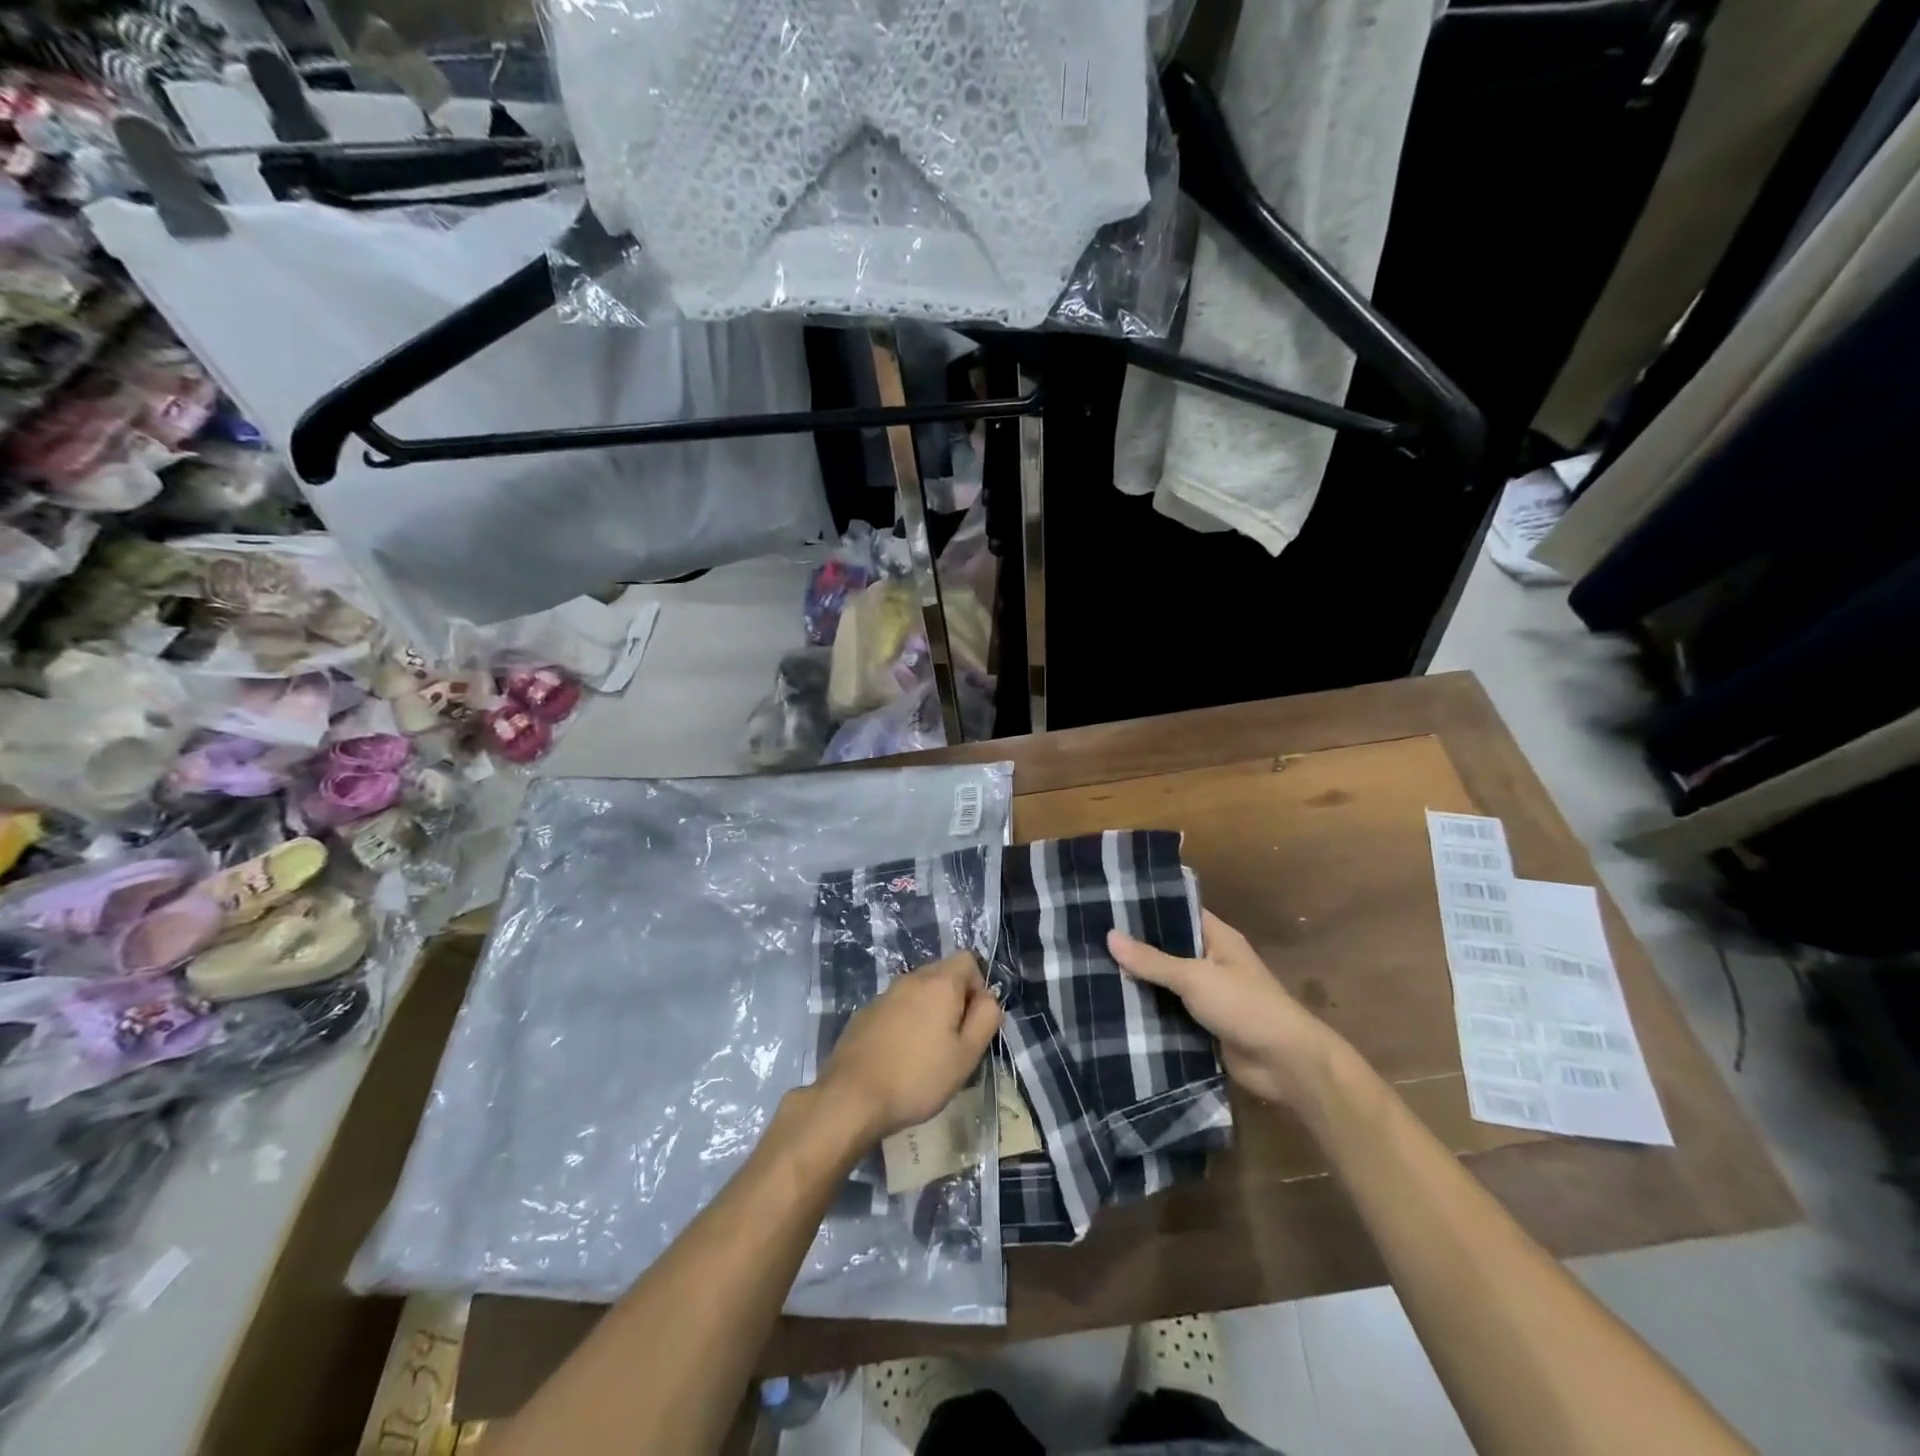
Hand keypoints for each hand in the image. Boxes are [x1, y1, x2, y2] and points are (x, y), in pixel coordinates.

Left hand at [817, 951, 1002, 1140]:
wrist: (852, 1096)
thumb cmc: (918, 1077)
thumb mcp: (966, 1055)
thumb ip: (986, 1019)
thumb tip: (988, 998)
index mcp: (939, 983)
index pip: (968, 959)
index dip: (979, 986)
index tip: (973, 1021)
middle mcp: (911, 979)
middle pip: (943, 973)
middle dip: (954, 1000)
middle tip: (954, 1042)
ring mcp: (884, 994)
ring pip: (918, 991)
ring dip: (929, 1012)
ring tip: (927, 1052)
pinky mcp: (865, 1013)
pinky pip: (896, 1007)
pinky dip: (905, 1022)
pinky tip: (900, 1056)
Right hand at [1109, 911, 1343, 1109]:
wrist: (1285, 1064)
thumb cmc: (1244, 1006)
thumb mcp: (1195, 978)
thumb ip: (1152, 960)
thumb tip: (1110, 936)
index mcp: (1217, 938)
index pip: (1178, 911)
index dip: (1146, 908)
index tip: (1109, 904)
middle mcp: (1211, 961)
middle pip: (1167, 948)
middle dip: (1135, 949)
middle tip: (1090, 940)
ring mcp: (1208, 995)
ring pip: (1165, 983)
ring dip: (1139, 983)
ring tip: (1093, 972)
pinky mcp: (1202, 1025)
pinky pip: (1169, 1013)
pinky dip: (1148, 1012)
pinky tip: (1113, 1008)